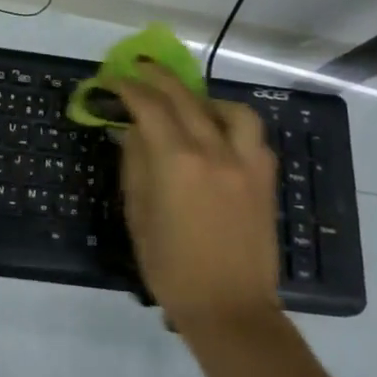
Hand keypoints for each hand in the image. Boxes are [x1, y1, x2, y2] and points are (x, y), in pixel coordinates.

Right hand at [114, 64, 279, 335]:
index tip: (111, 79)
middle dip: (157, 78)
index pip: (148, 106)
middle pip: (184, 98)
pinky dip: (232, 123)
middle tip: (139, 68)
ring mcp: (246, 162)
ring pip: (229, 109)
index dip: (126, 87)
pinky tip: (218, 134)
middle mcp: (214, 150)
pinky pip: (252, 135)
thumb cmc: (171, 266)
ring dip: (203, 98)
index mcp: (177, 161)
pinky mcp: (265, 178)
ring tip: (187, 103)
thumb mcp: (138, 213)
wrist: (229, 308)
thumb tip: (132, 130)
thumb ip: (135, 163)